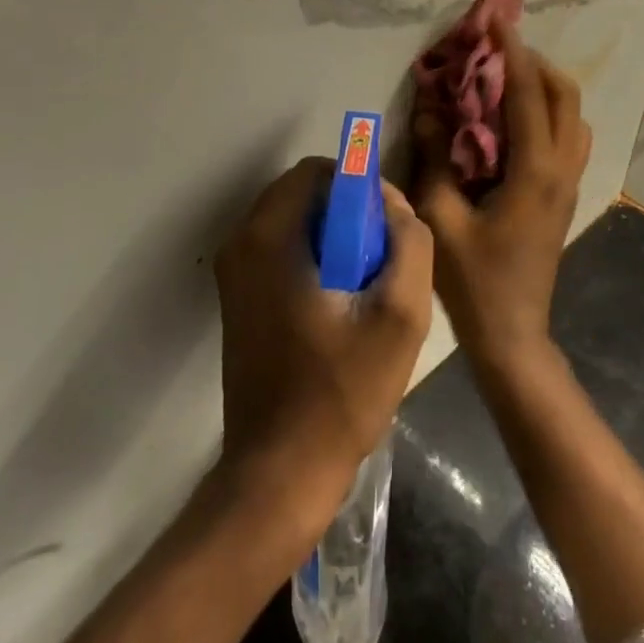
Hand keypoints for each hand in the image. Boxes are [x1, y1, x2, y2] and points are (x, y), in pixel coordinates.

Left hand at [214, 157, 433, 534]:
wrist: (280, 471)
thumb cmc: (342, 392)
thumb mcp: (400, 316)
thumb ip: (410, 245)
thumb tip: (395, 207)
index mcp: (268, 238)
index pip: (316, 172)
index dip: (360, 187)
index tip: (388, 227)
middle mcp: (240, 245)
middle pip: (302, 195)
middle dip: (348, 214)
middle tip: (382, 258)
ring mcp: (233, 275)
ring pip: (293, 224)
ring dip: (333, 238)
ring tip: (366, 285)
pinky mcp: (238, 301)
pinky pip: (281, 253)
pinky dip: (313, 259)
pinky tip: (340, 306)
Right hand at [411, 21, 591, 374]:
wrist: (512, 332)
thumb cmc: (473, 279)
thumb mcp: (441, 216)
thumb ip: (435, 155)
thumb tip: (429, 105)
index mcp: (534, 170)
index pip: (527, 94)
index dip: (511, 53)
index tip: (495, 21)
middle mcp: (561, 169)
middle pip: (565, 96)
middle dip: (535, 63)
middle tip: (499, 49)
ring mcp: (569, 183)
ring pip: (573, 116)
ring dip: (545, 87)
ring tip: (506, 79)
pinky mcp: (564, 195)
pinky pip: (568, 137)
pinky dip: (548, 113)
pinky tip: (514, 122)